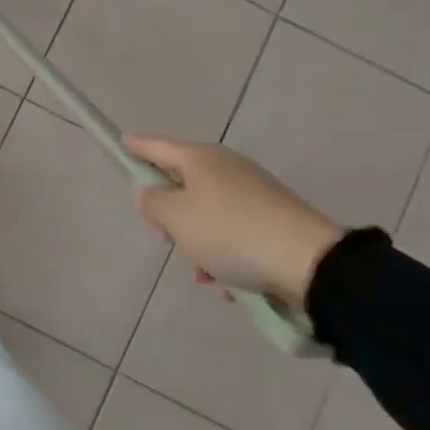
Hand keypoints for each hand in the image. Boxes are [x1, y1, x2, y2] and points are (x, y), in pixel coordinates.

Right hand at [123, 135, 342, 306]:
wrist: (308, 263)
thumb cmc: (229, 232)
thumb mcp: (175, 217)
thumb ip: (152, 202)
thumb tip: (152, 194)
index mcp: (201, 159)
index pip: (157, 146)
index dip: (136, 146)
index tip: (122, 143)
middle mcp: (227, 169)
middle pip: (182, 185)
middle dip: (170, 216)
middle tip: (168, 239)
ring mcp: (253, 194)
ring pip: (207, 217)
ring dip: (198, 246)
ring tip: (205, 275)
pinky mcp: (273, 221)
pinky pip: (234, 236)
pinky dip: (226, 258)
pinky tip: (230, 286)